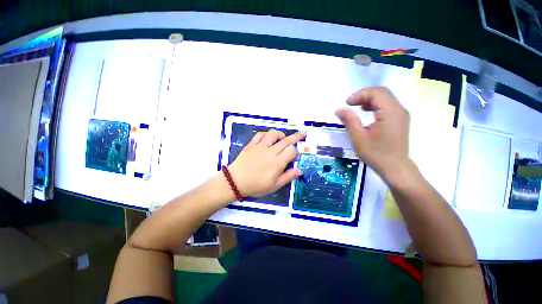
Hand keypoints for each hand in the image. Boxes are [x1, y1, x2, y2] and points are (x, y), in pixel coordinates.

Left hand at [228, 130, 305, 196]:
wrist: (235, 182)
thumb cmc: (256, 186)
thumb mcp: (274, 186)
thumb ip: (288, 177)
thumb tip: (300, 171)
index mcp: (277, 162)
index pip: (292, 150)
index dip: (296, 153)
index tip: (294, 158)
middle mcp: (270, 151)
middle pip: (286, 140)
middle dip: (296, 137)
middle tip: (302, 134)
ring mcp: (260, 146)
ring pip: (273, 134)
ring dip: (281, 135)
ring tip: (283, 138)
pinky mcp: (251, 144)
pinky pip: (260, 135)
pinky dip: (266, 134)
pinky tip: (268, 138)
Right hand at [335, 87, 409, 179]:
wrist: (395, 167)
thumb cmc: (376, 154)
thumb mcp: (358, 137)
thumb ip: (349, 121)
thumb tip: (338, 109)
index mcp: (390, 112)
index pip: (376, 93)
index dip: (359, 95)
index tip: (346, 103)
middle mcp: (399, 110)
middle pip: (382, 92)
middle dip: (364, 95)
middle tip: (350, 104)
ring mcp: (401, 114)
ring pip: (385, 97)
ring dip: (370, 99)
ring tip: (356, 106)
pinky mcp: (400, 119)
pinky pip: (388, 105)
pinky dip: (376, 104)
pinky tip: (367, 111)